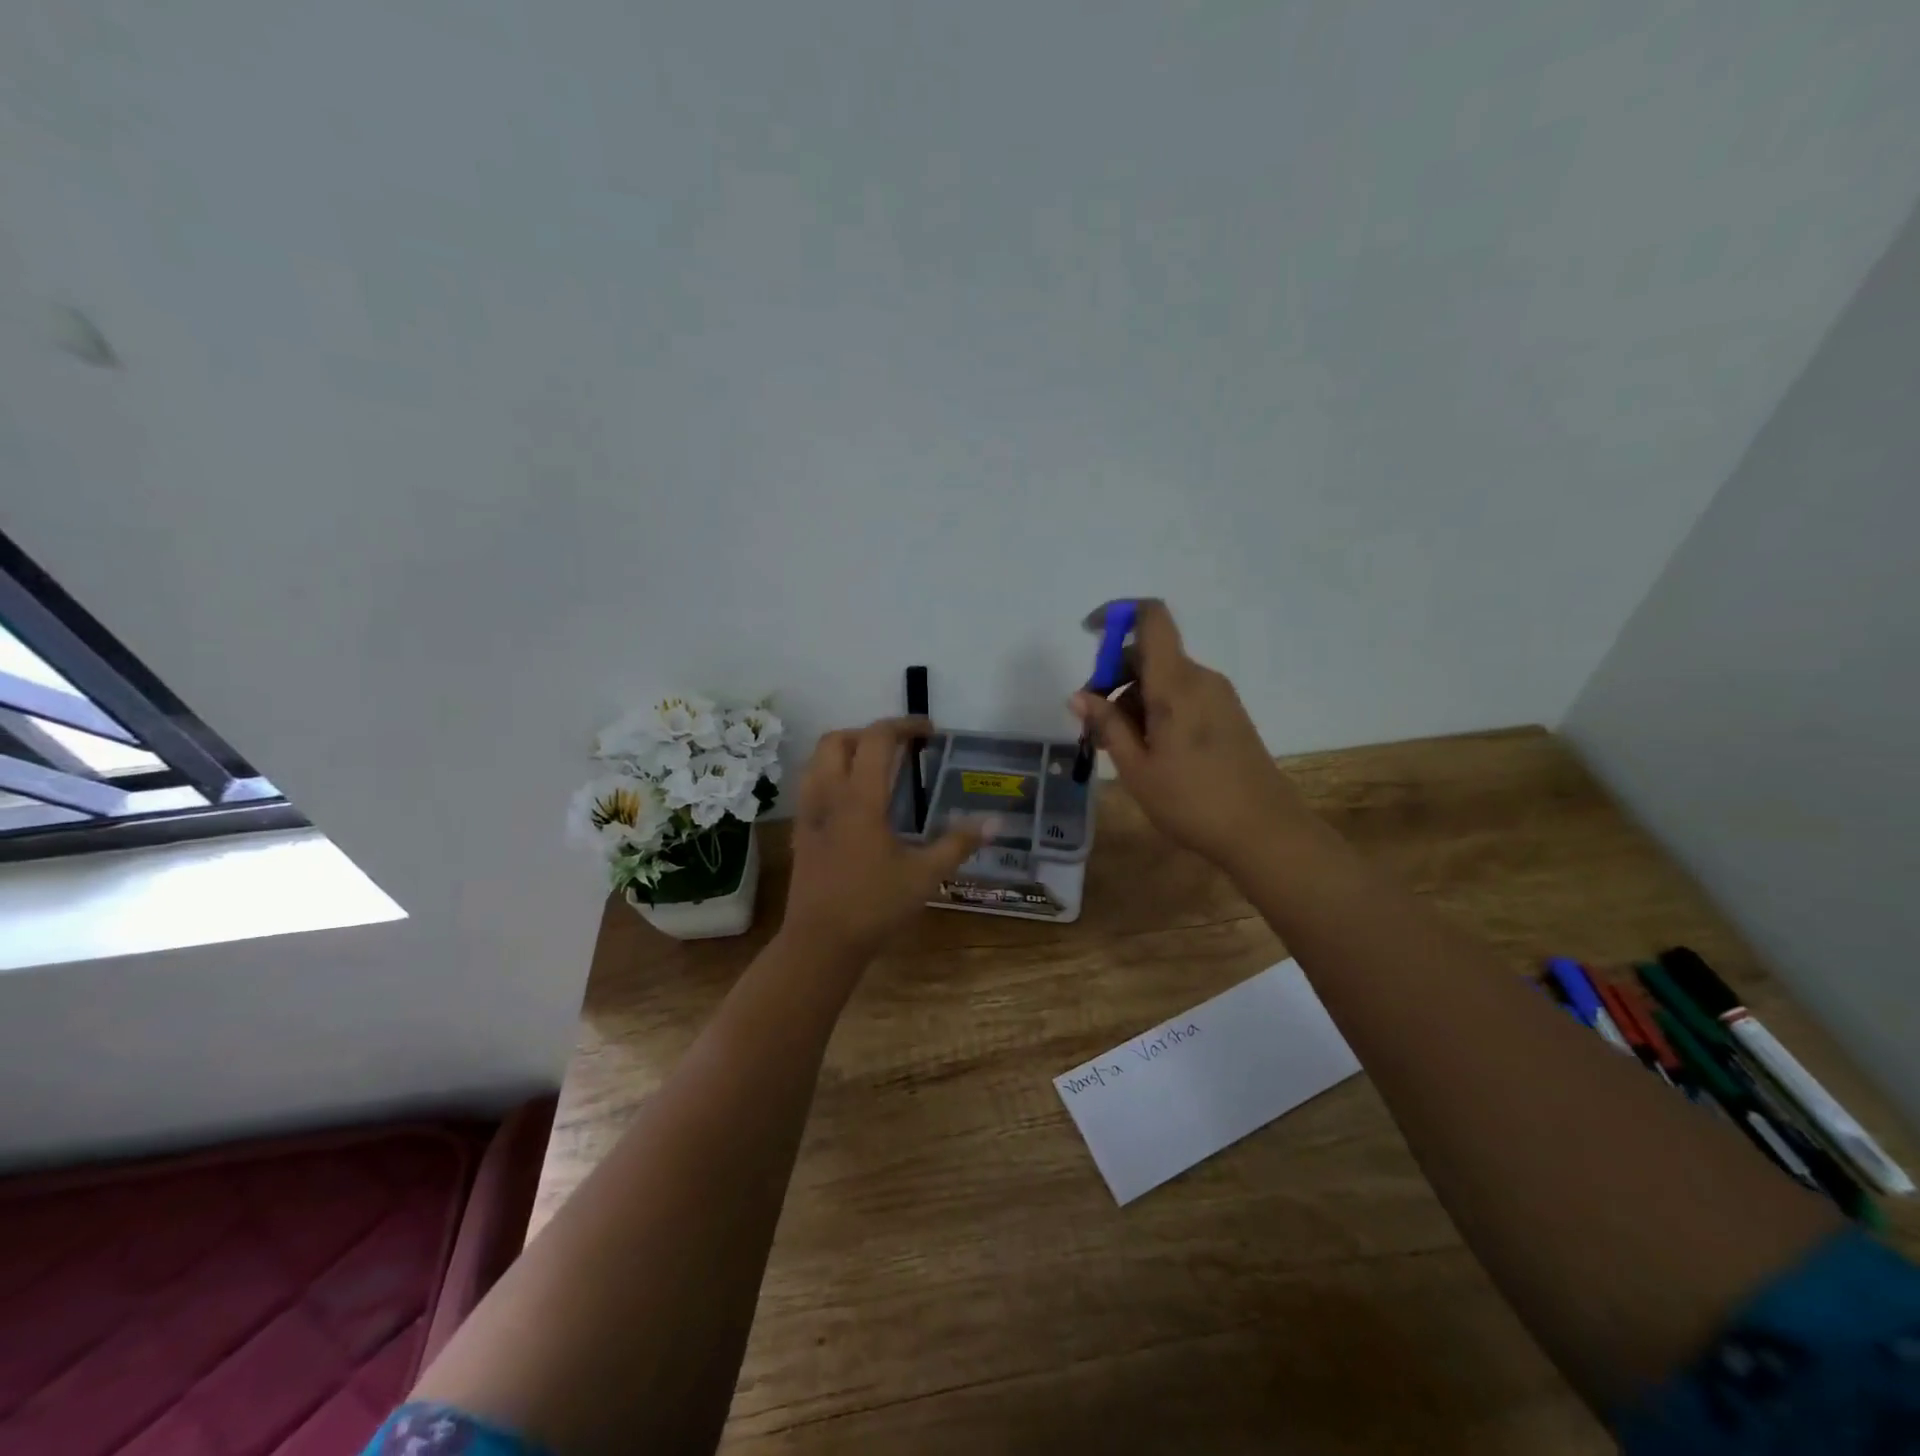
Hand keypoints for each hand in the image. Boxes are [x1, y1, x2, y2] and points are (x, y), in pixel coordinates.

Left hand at [781, 717, 986, 961]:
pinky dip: (831, 775)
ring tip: (874, 767)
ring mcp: (809, 813)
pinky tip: (853, 801)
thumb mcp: (925, 876)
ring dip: (845, 751)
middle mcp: (829, 795)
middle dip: (869, 733)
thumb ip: (959, 843)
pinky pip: (810, 785)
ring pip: (817, 760)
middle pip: (838, 740)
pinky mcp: (800, 832)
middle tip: (899, 747)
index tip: (929, 730)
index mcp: (860, 798)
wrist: (819, 943)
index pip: (876, 739)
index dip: (903, 725)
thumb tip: (995, 822)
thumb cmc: (874, 906)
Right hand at [1073, 600, 1310, 872]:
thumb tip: (1079, 695)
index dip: (1117, 613)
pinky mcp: (1227, 714)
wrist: (1265, 831)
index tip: (1088, 634)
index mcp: (1176, 684)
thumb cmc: (1192, 801)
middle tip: (1093, 725)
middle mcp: (1200, 678)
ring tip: (1117, 748)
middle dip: (1113, 678)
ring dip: (1132, 700)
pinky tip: (1147, 751)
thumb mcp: (1137, 767)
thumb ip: (1107, 724)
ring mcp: (1217, 696)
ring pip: (1163, 678)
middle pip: (1148, 654)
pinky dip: (1155, 710)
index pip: (1150, 618)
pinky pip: (1181, 695)